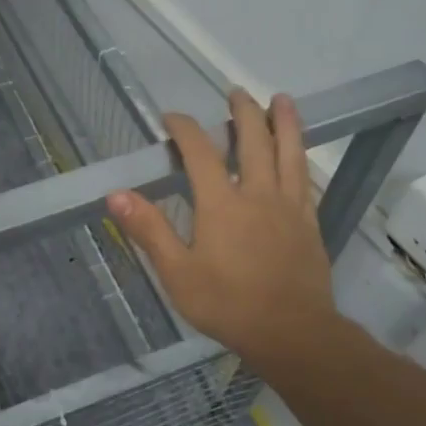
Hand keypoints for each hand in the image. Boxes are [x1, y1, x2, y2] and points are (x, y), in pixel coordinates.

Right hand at [108, 89, 336, 368]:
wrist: (292, 332)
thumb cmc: (228, 304)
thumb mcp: (177, 273)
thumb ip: (149, 230)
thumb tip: (116, 195)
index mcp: (222, 203)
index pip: (200, 151)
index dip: (185, 128)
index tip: (171, 117)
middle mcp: (258, 194)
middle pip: (253, 140)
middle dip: (243, 113)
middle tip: (236, 92)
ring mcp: (289, 206)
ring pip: (289, 152)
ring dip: (284, 122)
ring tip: (282, 100)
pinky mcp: (309, 222)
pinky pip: (305, 179)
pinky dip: (300, 157)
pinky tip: (299, 154)